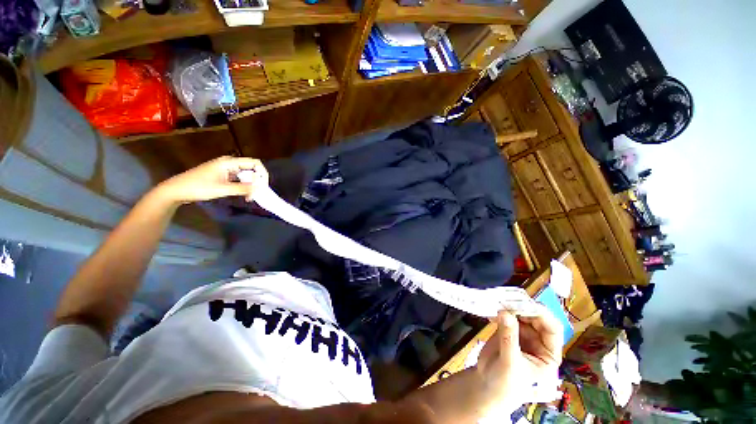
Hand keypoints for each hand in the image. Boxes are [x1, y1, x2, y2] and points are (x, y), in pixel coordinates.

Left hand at [155, 156, 268, 204]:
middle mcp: (229, 163)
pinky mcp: (222, 176)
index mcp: (229, 162)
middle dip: (257, 181)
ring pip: (245, 175)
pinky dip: (243, 186)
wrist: (176, 190)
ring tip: (250, 197)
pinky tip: (243, 195)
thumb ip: (242, 188)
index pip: (254, 163)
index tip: (263, 186)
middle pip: (251, 169)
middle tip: (256, 194)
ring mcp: (225, 169)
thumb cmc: (198, 187)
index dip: (262, 173)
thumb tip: (260, 188)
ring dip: (250, 185)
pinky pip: (239, 179)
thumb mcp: (222, 189)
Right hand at [476, 309, 562, 407]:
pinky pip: (506, 315)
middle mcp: (538, 341)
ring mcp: (522, 334)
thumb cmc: (505, 384)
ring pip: (520, 314)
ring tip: (497, 302)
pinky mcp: (507, 329)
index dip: (542, 316)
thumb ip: (509, 339)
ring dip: (510, 306)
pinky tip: (491, 310)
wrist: (486, 386)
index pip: (552, 329)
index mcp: (549, 354)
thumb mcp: (510, 364)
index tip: (525, 304)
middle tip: (507, 300)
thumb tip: (505, 313)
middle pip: (536, 318)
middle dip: (523, 308)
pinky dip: (499, 310)